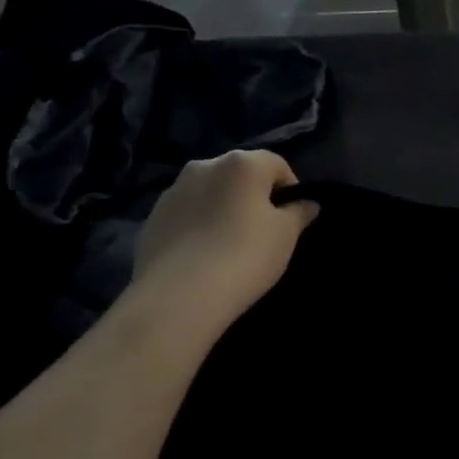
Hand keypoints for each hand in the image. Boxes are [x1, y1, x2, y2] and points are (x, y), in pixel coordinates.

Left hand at [133, 150, 316, 327]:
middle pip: (240, 175)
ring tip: (230, 244)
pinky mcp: (152, 218)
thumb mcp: (286, 235)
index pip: (277, 164)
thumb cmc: (246, 255)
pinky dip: (198, 225)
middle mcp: (204, 166)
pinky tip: (204, 255)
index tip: (292, 218)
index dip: (289, 189)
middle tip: (263, 230)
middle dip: (253, 196)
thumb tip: (307, 204)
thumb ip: (298, 213)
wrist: (180, 294)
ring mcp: (173, 191)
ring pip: (210, 193)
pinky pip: (186, 214)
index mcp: (242, 163)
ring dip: (223, 208)